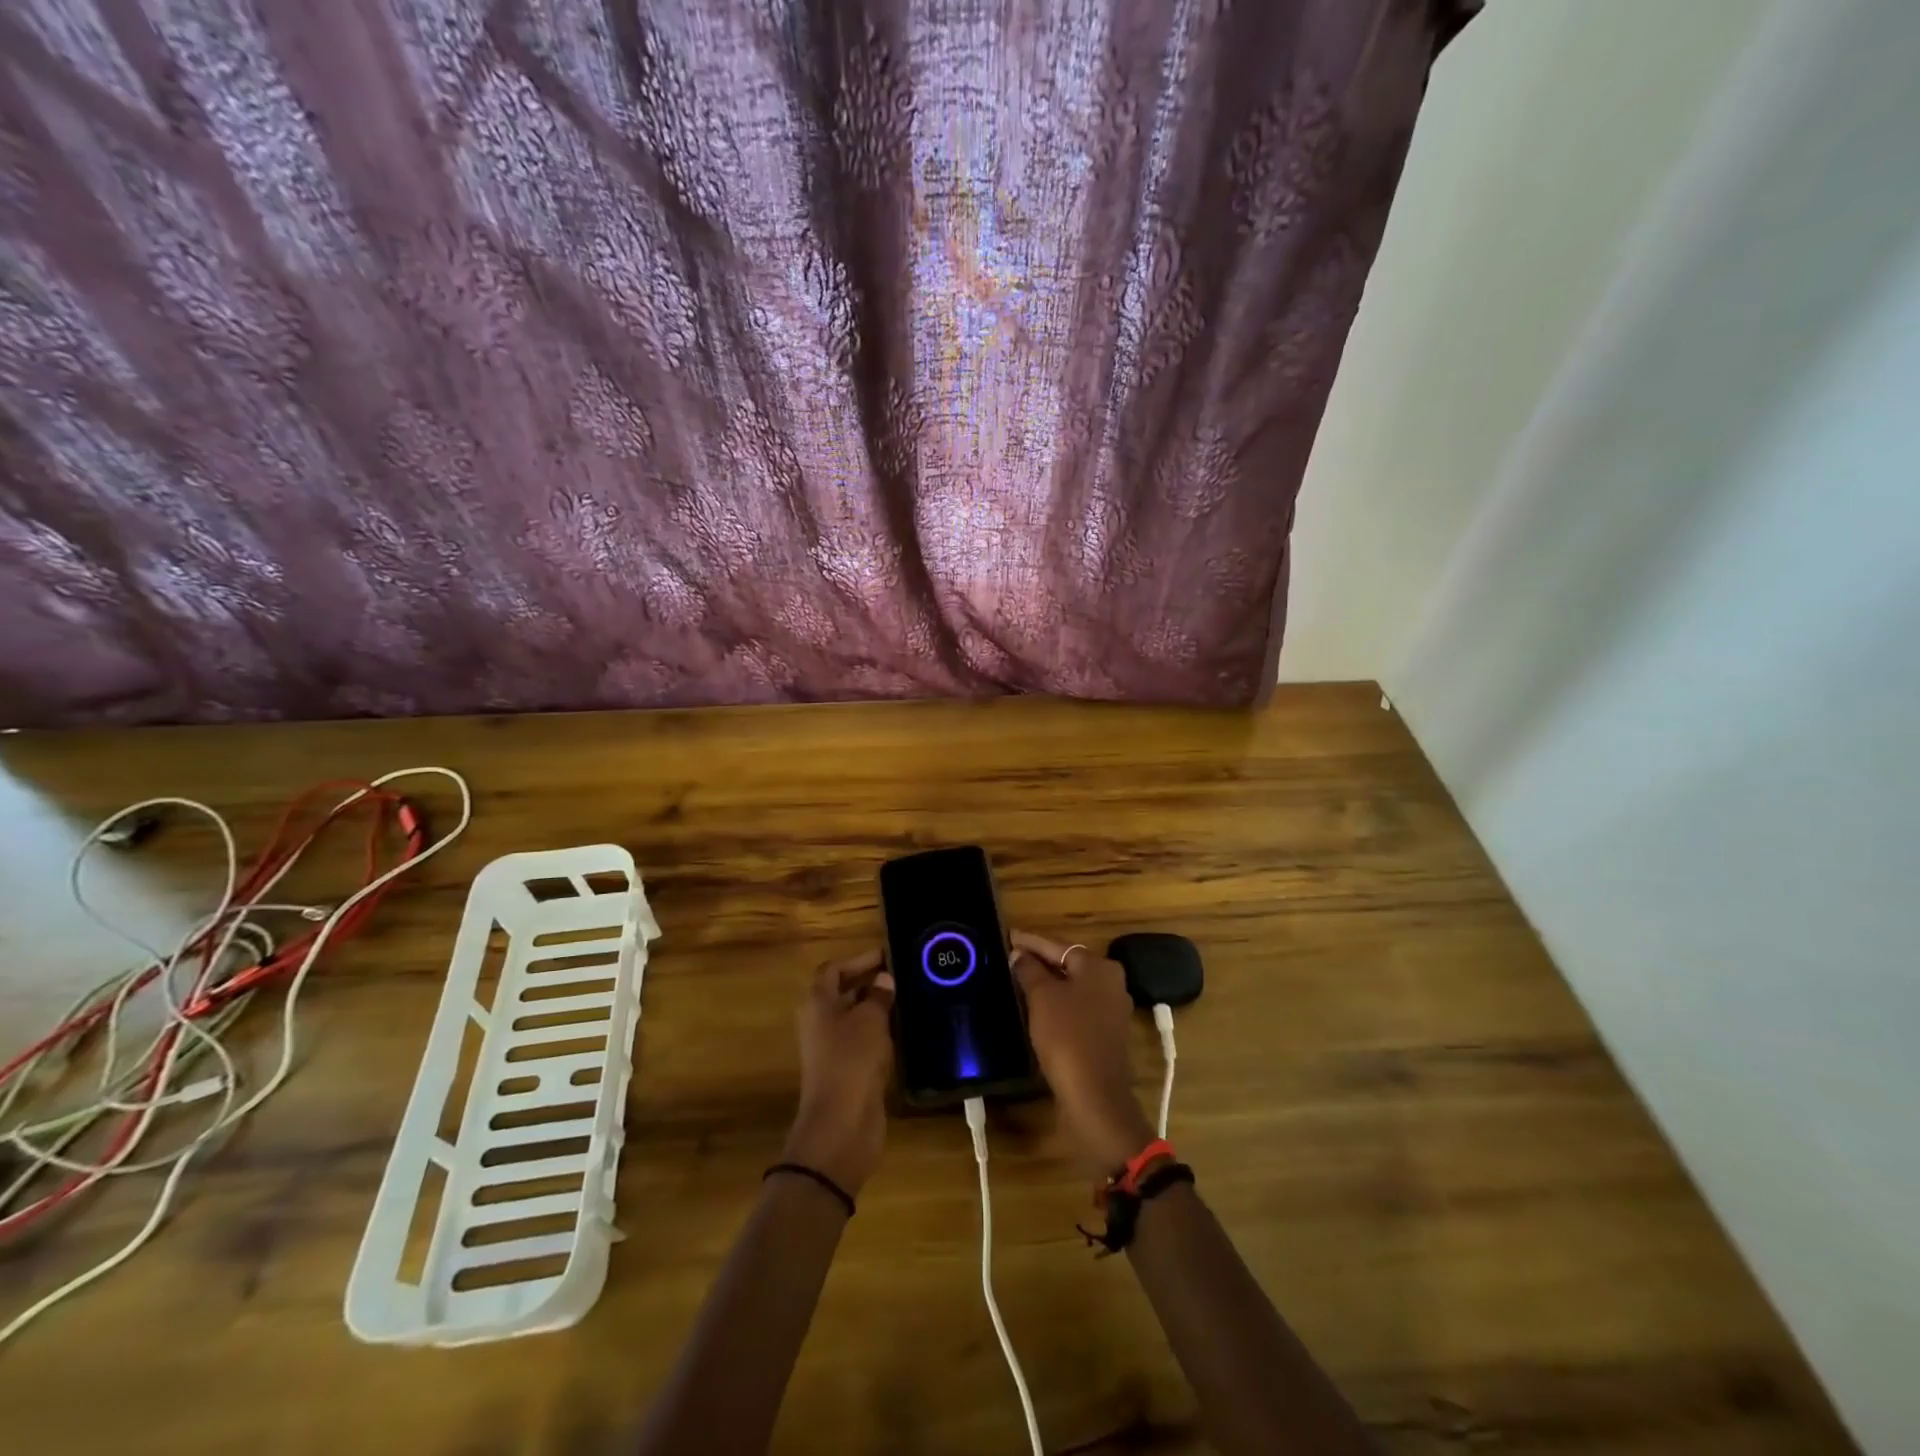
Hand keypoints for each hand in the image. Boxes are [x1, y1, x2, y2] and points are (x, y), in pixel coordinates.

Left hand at [781, 950, 895, 1196]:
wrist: (841, 1123)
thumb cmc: (852, 1059)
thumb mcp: (870, 1019)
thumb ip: (879, 996)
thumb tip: (884, 979)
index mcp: (818, 1003)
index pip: (834, 969)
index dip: (858, 960)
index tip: (887, 955)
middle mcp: (819, 1022)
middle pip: (841, 993)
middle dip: (869, 982)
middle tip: (901, 975)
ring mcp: (830, 1049)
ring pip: (853, 1018)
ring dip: (876, 1008)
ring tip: (906, 999)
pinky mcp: (845, 1071)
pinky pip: (861, 1041)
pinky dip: (878, 1033)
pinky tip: (902, 1031)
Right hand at [1011, 929, 1156, 1177]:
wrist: (1094, 1095)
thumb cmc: (1067, 1036)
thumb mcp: (1042, 997)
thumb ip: (1029, 970)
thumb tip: (1019, 954)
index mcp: (1099, 967)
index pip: (1058, 945)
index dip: (1031, 941)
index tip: (1009, 936)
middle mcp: (1111, 983)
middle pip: (1069, 964)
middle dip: (1040, 961)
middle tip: (1011, 957)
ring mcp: (1112, 1010)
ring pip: (1073, 987)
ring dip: (1048, 984)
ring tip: (1019, 979)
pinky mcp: (1106, 1034)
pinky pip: (1077, 1008)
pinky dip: (1058, 1004)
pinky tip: (1037, 1008)